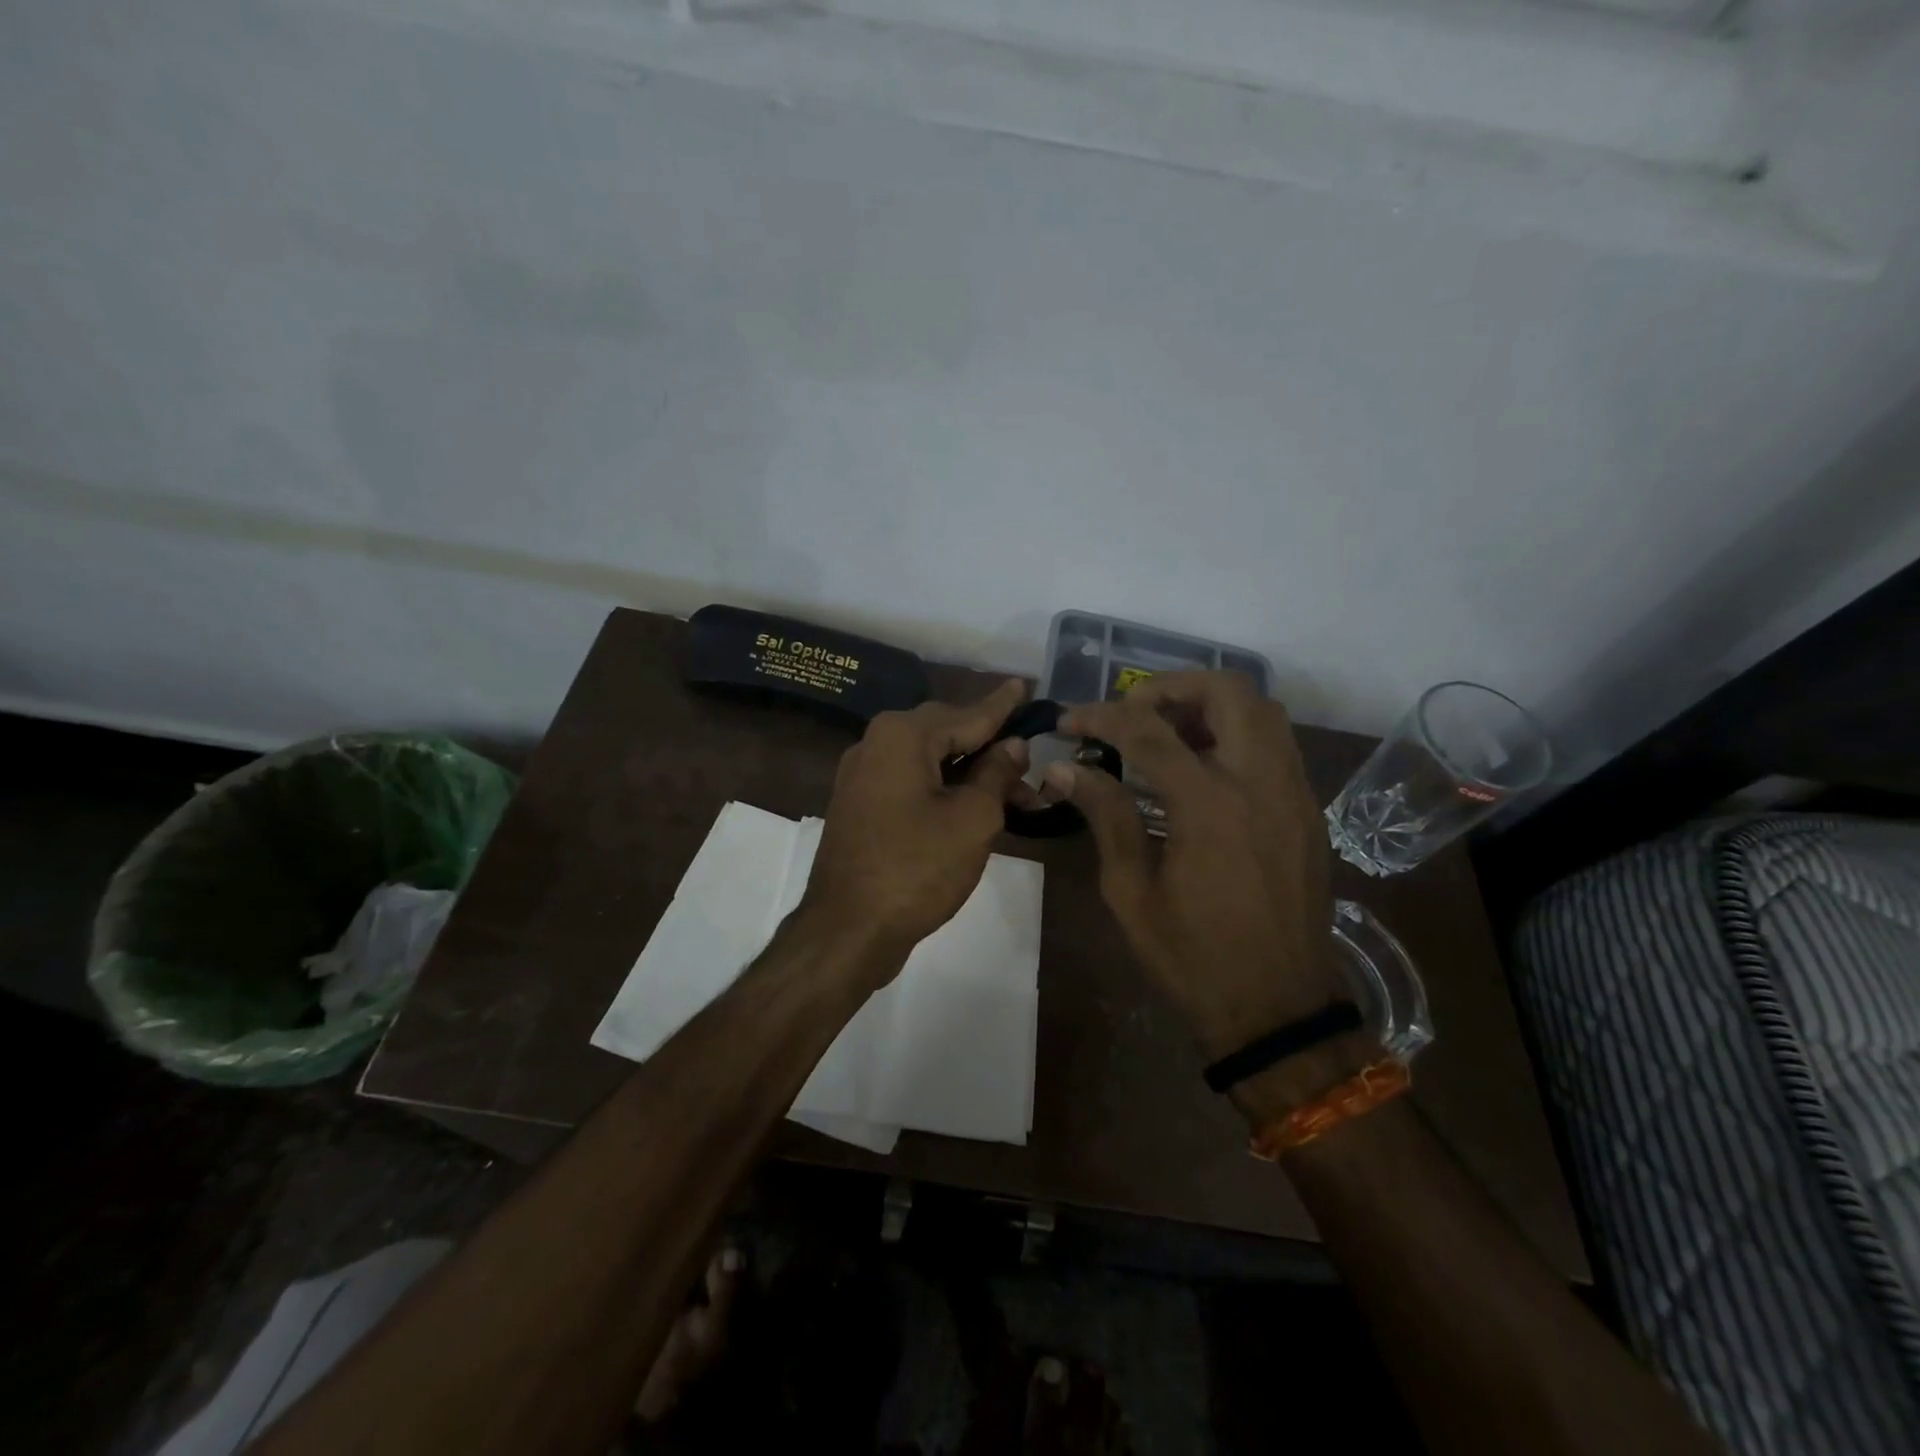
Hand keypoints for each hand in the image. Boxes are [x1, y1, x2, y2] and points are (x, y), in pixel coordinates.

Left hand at [804, 679, 1030, 968]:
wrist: (848, 928)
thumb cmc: (918, 869)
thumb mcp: (973, 819)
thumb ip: (996, 773)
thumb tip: (1012, 745)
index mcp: (902, 735)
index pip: (967, 713)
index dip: (1002, 705)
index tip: (1024, 685)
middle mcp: (876, 743)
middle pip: (945, 732)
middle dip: (989, 744)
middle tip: (1030, 757)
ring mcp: (862, 774)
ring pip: (928, 759)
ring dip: (970, 771)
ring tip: (1015, 793)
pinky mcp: (859, 803)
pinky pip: (909, 780)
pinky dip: (943, 787)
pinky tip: (972, 803)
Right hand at [1045, 672, 1356, 1114]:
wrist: (1279, 1010)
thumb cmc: (1193, 956)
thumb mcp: (1131, 890)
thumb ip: (1104, 815)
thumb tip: (1061, 768)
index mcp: (1210, 804)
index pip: (1148, 730)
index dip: (1101, 716)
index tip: (1068, 721)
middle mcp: (1261, 782)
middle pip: (1227, 691)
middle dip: (1171, 688)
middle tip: (1131, 713)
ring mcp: (1294, 794)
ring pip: (1262, 711)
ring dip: (1209, 706)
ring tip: (1165, 734)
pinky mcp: (1306, 811)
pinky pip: (1275, 745)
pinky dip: (1236, 734)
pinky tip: (1201, 769)